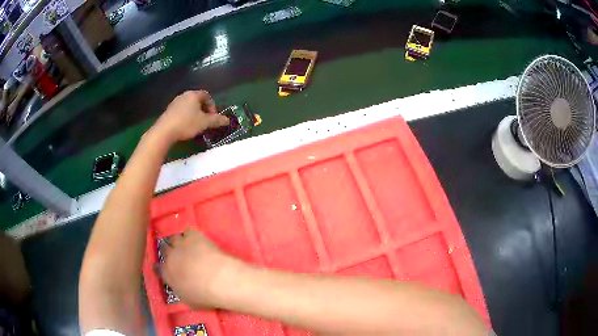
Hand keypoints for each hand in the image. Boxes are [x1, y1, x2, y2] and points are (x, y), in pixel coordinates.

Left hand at [152, 90, 228, 141]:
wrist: (164, 131)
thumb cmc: (187, 123)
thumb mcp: (204, 123)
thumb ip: (217, 120)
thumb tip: (228, 120)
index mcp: (193, 94)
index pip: (207, 96)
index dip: (212, 106)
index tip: (213, 117)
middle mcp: (184, 95)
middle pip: (197, 101)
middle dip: (204, 111)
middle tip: (206, 122)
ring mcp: (174, 103)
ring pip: (189, 107)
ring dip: (194, 115)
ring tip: (196, 126)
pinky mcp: (168, 111)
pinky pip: (181, 112)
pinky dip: (186, 117)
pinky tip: (185, 127)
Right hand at [160, 230, 241, 308]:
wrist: (219, 280)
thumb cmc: (205, 296)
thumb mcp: (189, 300)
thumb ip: (180, 290)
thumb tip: (180, 286)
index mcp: (168, 275)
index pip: (158, 268)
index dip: (162, 267)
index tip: (166, 268)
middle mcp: (170, 258)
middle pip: (164, 249)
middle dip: (169, 251)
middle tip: (177, 255)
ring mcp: (181, 245)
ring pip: (174, 238)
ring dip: (179, 242)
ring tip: (187, 246)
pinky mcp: (193, 236)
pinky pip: (188, 232)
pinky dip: (192, 235)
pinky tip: (198, 240)